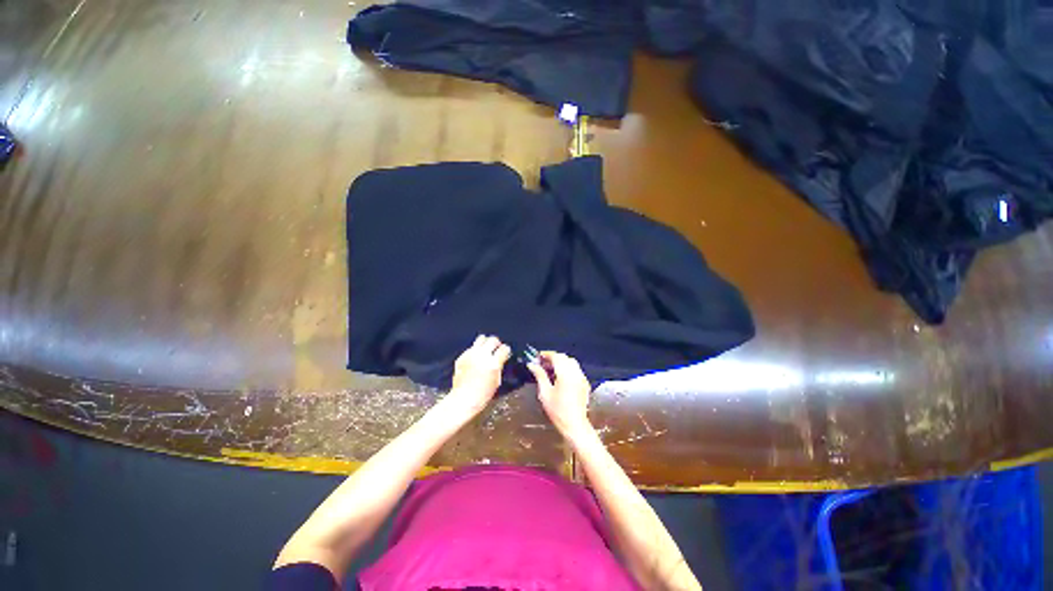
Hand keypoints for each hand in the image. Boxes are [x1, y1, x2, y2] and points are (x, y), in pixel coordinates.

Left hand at [444, 335, 510, 419]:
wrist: (464, 399)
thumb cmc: (482, 394)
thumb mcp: (497, 380)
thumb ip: (499, 366)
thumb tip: (501, 359)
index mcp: (493, 363)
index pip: (504, 348)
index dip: (506, 350)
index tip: (506, 352)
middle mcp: (482, 356)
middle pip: (493, 339)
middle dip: (497, 344)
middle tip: (497, 349)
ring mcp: (471, 354)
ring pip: (481, 338)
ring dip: (486, 343)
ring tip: (486, 349)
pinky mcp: (462, 356)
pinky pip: (471, 348)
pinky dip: (475, 351)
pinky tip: (475, 359)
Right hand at [527, 352, 592, 440]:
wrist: (574, 424)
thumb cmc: (557, 411)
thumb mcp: (545, 393)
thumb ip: (539, 375)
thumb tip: (532, 364)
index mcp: (565, 374)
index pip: (556, 356)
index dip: (546, 354)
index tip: (538, 356)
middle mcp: (575, 372)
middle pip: (564, 357)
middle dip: (553, 357)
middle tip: (542, 362)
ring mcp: (582, 377)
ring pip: (571, 362)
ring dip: (561, 362)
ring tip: (550, 368)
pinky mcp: (584, 383)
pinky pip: (576, 369)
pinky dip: (568, 368)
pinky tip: (560, 376)